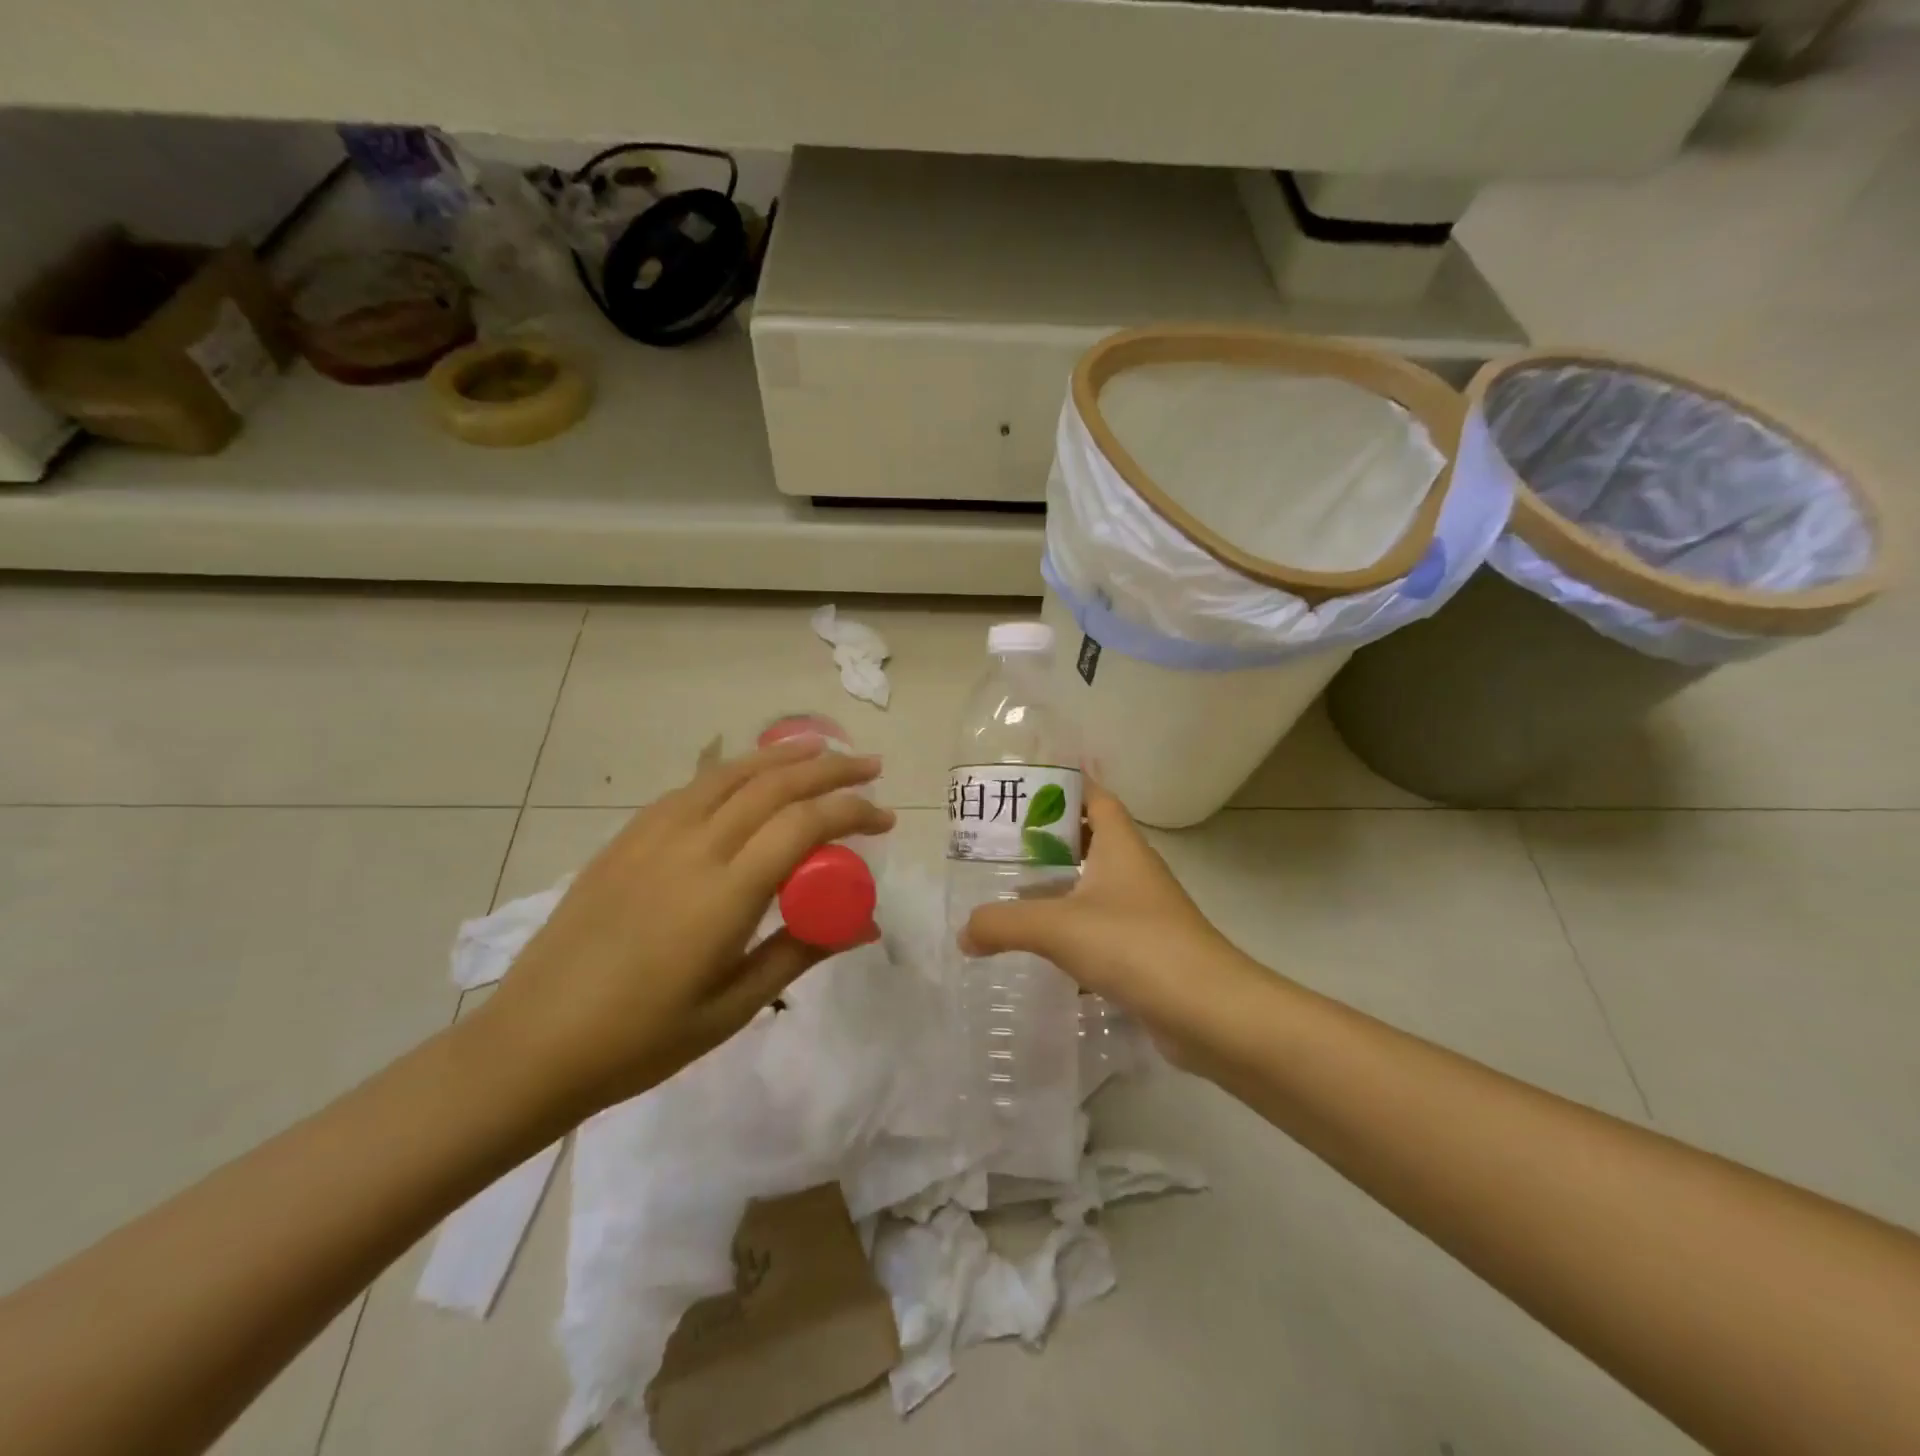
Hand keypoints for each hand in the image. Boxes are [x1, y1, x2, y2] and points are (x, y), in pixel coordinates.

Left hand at [470, 736, 893, 1118]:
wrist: (532, 1045)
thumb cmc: (641, 1040)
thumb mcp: (734, 1007)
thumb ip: (801, 952)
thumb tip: (863, 924)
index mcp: (723, 894)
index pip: (803, 824)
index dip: (852, 810)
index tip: (885, 819)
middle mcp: (692, 848)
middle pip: (773, 785)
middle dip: (830, 767)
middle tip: (870, 766)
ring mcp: (652, 837)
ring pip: (729, 774)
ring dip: (782, 756)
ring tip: (820, 749)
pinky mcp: (625, 839)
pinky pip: (691, 788)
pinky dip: (732, 772)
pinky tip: (747, 777)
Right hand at [958, 779, 1263, 1065]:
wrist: (1209, 1012)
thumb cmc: (1134, 945)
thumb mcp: (1058, 927)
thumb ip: (1003, 924)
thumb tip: (963, 933)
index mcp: (1120, 845)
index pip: (1094, 796)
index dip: (1062, 786)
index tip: (1022, 790)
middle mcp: (1133, 870)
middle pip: (1089, 839)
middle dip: (1048, 839)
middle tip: (1001, 844)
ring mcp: (1142, 912)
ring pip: (1093, 886)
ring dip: (1058, 886)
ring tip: (1011, 891)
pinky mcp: (1145, 950)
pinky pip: (1100, 928)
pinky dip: (1071, 931)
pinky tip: (1041, 948)